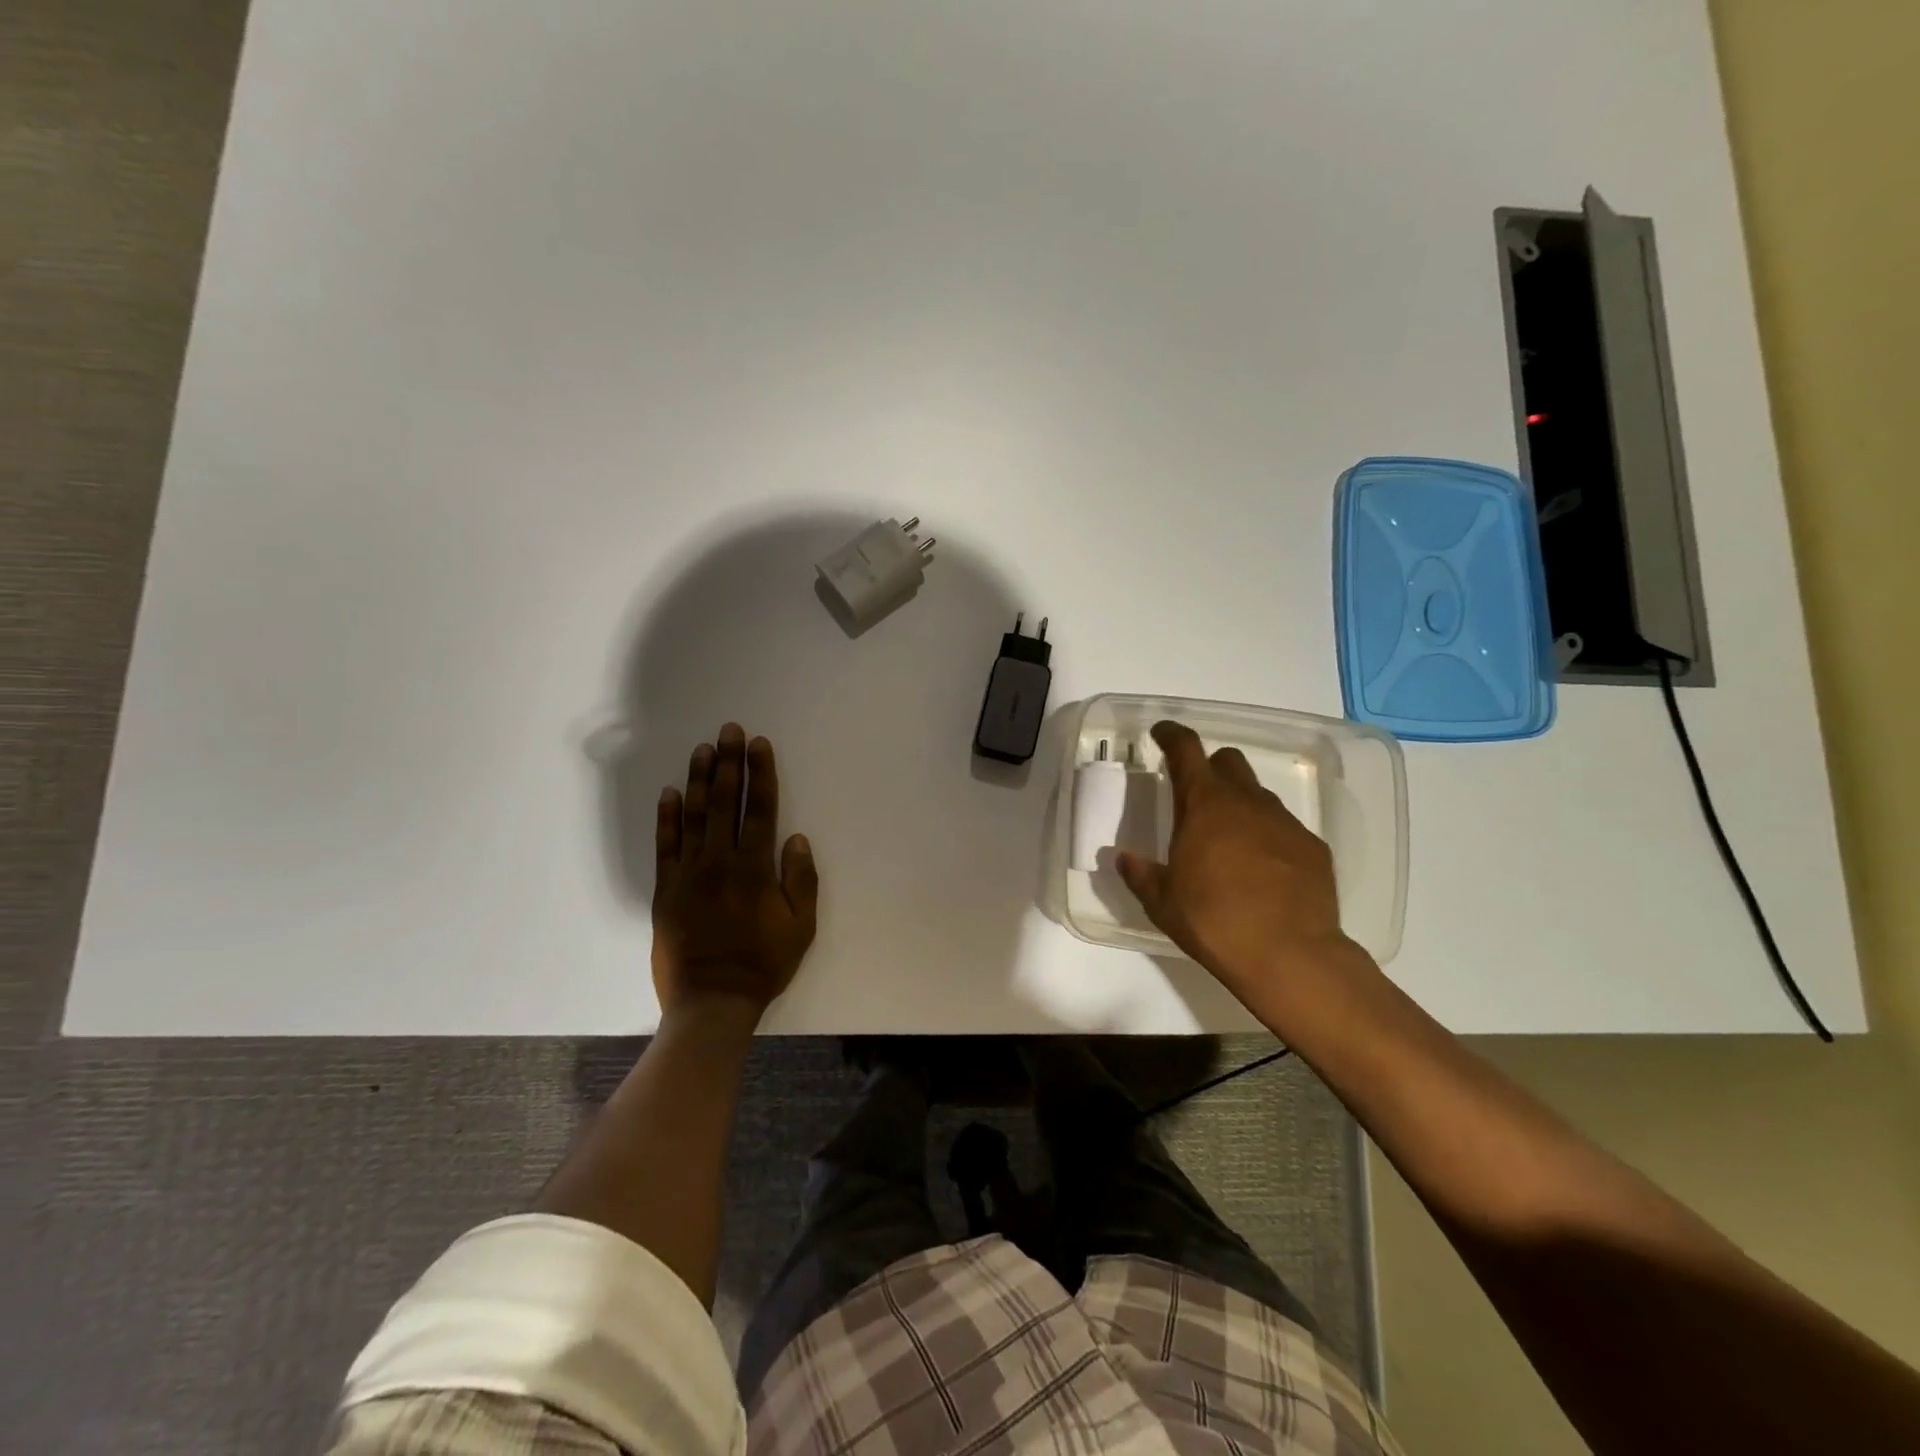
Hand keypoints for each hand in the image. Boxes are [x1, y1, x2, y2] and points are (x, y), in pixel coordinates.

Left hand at [652, 724, 818, 1019]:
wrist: (711, 1000)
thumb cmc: (763, 963)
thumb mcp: (801, 926)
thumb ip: (801, 880)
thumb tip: (796, 838)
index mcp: (755, 867)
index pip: (760, 809)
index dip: (760, 773)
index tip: (758, 744)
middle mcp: (720, 861)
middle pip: (725, 802)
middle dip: (729, 763)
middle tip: (729, 730)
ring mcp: (689, 873)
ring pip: (694, 816)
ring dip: (699, 780)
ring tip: (703, 750)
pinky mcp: (666, 889)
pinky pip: (665, 846)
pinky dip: (667, 818)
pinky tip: (670, 793)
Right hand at [1116, 721, 1354, 995]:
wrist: (1291, 955)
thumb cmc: (1214, 922)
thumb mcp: (1163, 902)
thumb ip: (1141, 874)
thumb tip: (1125, 858)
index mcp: (1204, 805)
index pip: (1186, 749)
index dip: (1171, 735)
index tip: (1161, 733)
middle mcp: (1246, 802)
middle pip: (1228, 762)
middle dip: (1210, 768)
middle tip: (1194, 795)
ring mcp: (1284, 822)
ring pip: (1258, 795)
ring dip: (1239, 804)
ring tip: (1228, 840)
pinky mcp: (1312, 847)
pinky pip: (1283, 827)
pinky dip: (1267, 835)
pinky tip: (1262, 869)